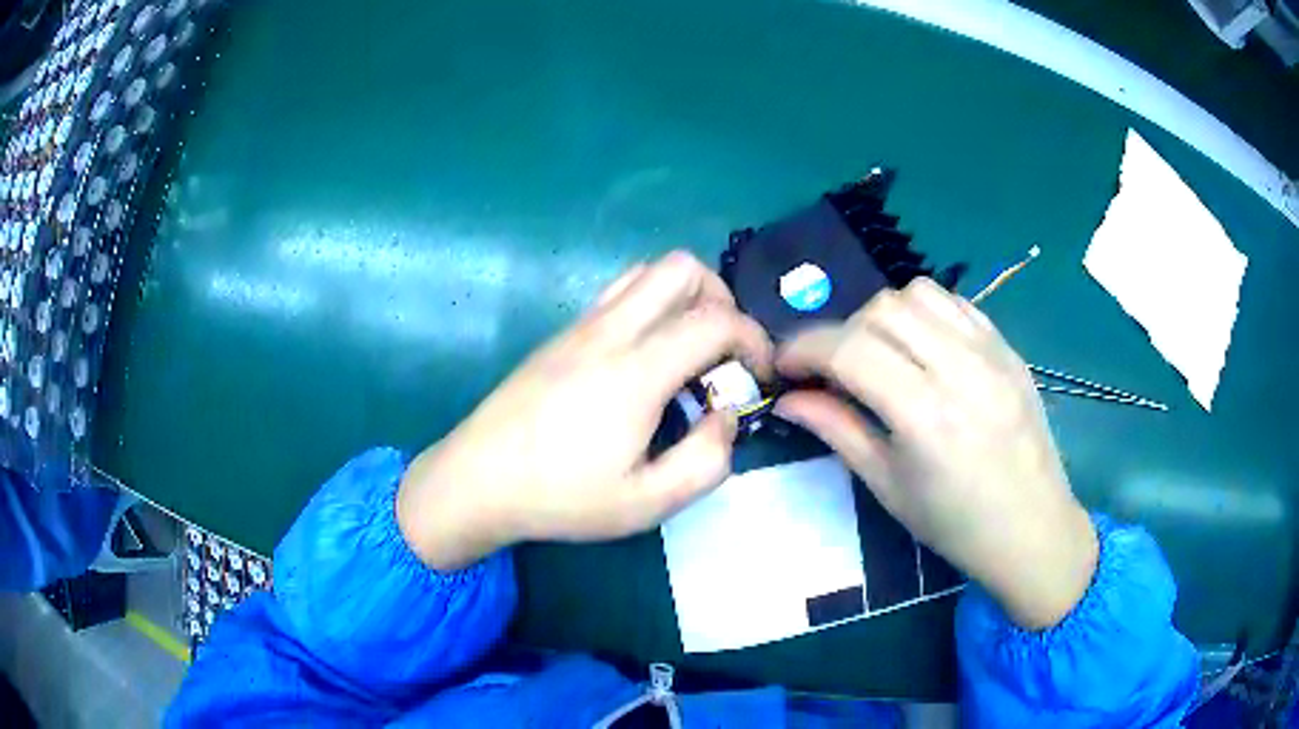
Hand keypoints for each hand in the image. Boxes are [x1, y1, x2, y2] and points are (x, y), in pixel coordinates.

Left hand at [397, 252, 772, 570]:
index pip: (717, 319)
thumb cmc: (561, 497)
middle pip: (682, 268)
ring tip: (687, 351)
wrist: (478, 480)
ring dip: (684, 297)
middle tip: (722, 353)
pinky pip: (619, 292)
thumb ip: (706, 461)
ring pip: (647, 271)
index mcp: (636, 370)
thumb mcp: (647, 503)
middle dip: (721, 299)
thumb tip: (725, 416)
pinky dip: (651, 306)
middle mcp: (610, 330)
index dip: (754, 340)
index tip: (758, 376)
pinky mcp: (561, 334)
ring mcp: (580, 325)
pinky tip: (644, 359)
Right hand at [774, 279, 1096, 629]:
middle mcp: (960, 368)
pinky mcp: (1009, 347)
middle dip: (841, 332)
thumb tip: (787, 398)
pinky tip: (922, 348)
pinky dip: (925, 313)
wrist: (1032, 528)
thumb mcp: (887, 486)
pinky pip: (956, 303)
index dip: (803, 348)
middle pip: (880, 309)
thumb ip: (837, 430)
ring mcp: (991, 351)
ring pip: (918, 293)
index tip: (782, 365)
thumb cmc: (955, 523)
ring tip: (881, 355)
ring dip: (883, 316)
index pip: (849, 349)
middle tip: (834, 371)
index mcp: (925, 415)